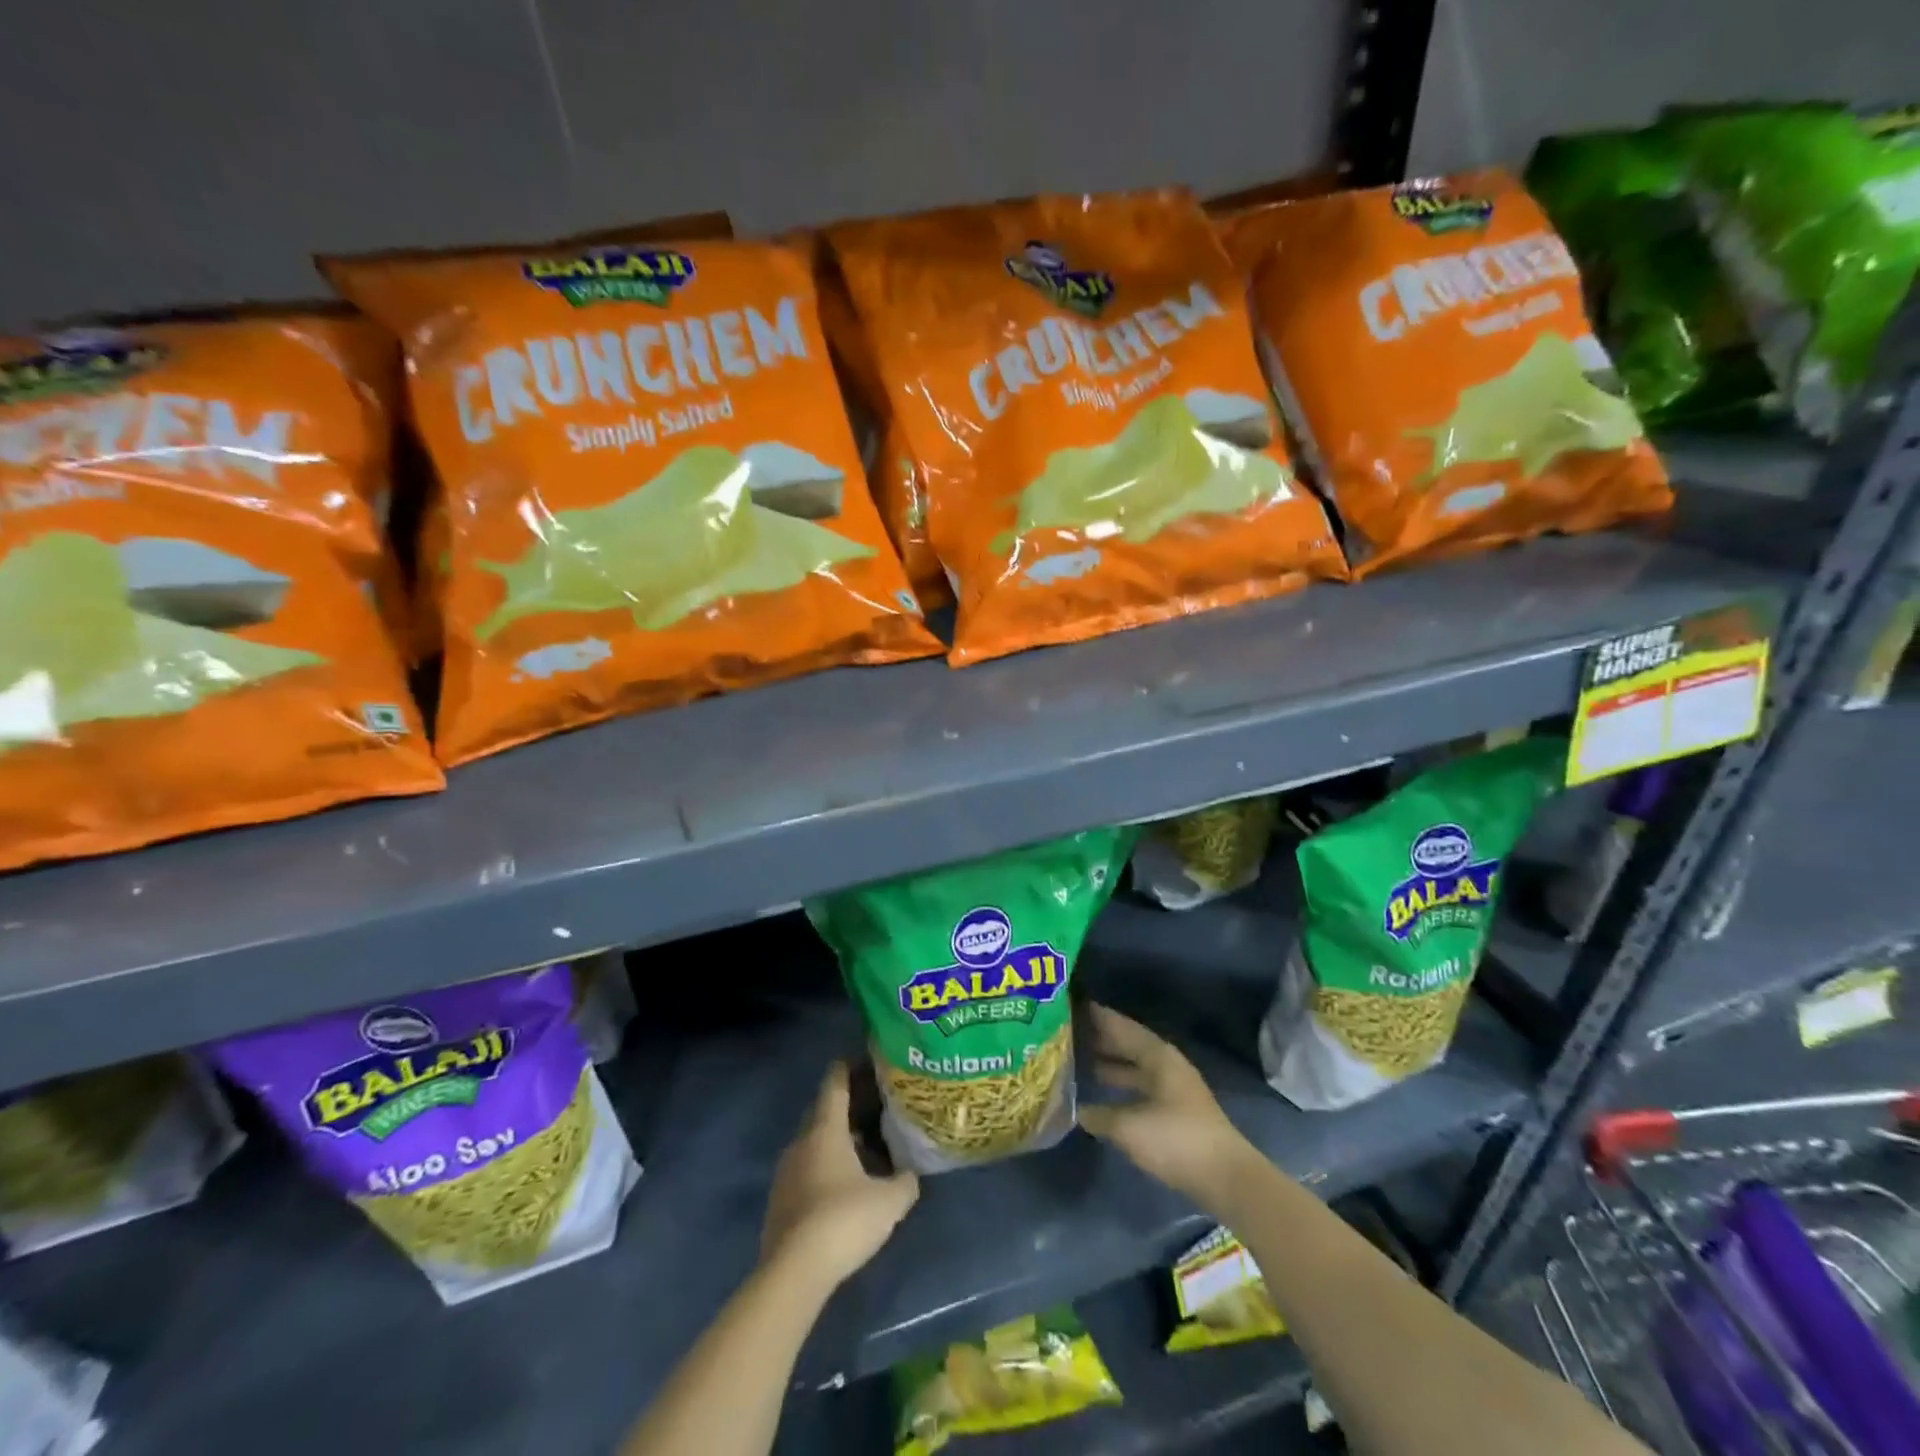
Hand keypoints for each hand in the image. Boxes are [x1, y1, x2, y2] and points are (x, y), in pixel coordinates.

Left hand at [760, 1063, 919, 1287]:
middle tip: (875, 1104)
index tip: (867, 1059)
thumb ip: (905, 1181)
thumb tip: (910, 1174)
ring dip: (836, 1139)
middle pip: (823, 1110)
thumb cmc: (844, 1221)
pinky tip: (845, 1185)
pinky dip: (825, 1166)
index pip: (835, 1082)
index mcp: (825, 1129)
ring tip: (866, 1146)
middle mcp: (801, 1141)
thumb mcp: (890, 1202)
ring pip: (814, 1142)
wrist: (793, 1273)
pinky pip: (806, 1169)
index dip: (850, 1067)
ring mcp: (786, 1171)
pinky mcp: (780, 1201)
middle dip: (847, 1104)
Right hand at [1078, 1004, 1257, 1205]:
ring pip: (1136, 1067)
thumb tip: (1076, 1110)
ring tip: (1080, 1062)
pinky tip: (1104, 1096)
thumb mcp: (1130, 1127)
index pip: (1122, 1027)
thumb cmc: (1176, 1140)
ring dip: (1111, 1064)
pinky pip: (1141, 1087)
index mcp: (1158, 1056)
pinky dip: (1122, 1086)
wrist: (1226, 1179)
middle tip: (1069, 1033)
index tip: (1073, 1005)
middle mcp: (1167, 1065)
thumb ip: (1100, 1115)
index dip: (1099, 1017)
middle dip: (1102, 1039)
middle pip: (1130, 1045)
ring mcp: (1174, 1088)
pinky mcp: (1177, 1111)